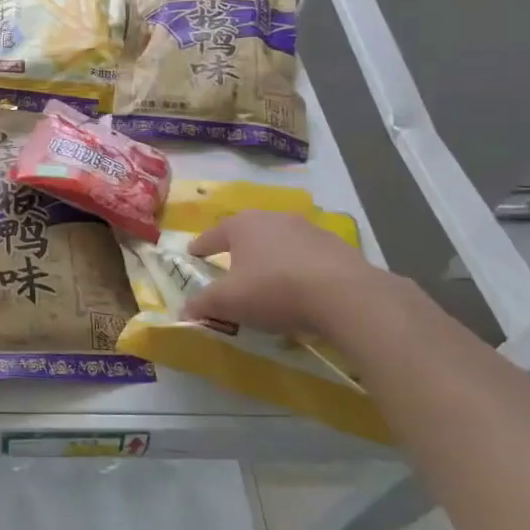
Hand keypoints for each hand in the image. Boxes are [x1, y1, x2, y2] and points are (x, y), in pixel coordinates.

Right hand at [183, 209, 396, 347]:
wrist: (346, 296)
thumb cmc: (274, 290)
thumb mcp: (229, 302)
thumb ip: (203, 304)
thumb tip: (183, 311)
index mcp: (242, 225)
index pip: (213, 235)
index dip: (201, 247)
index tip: (193, 254)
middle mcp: (273, 218)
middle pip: (248, 233)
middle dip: (239, 249)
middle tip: (232, 266)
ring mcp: (309, 229)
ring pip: (280, 242)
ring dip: (272, 257)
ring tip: (270, 280)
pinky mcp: (337, 247)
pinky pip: (309, 257)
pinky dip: (301, 269)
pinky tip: (304, 289)